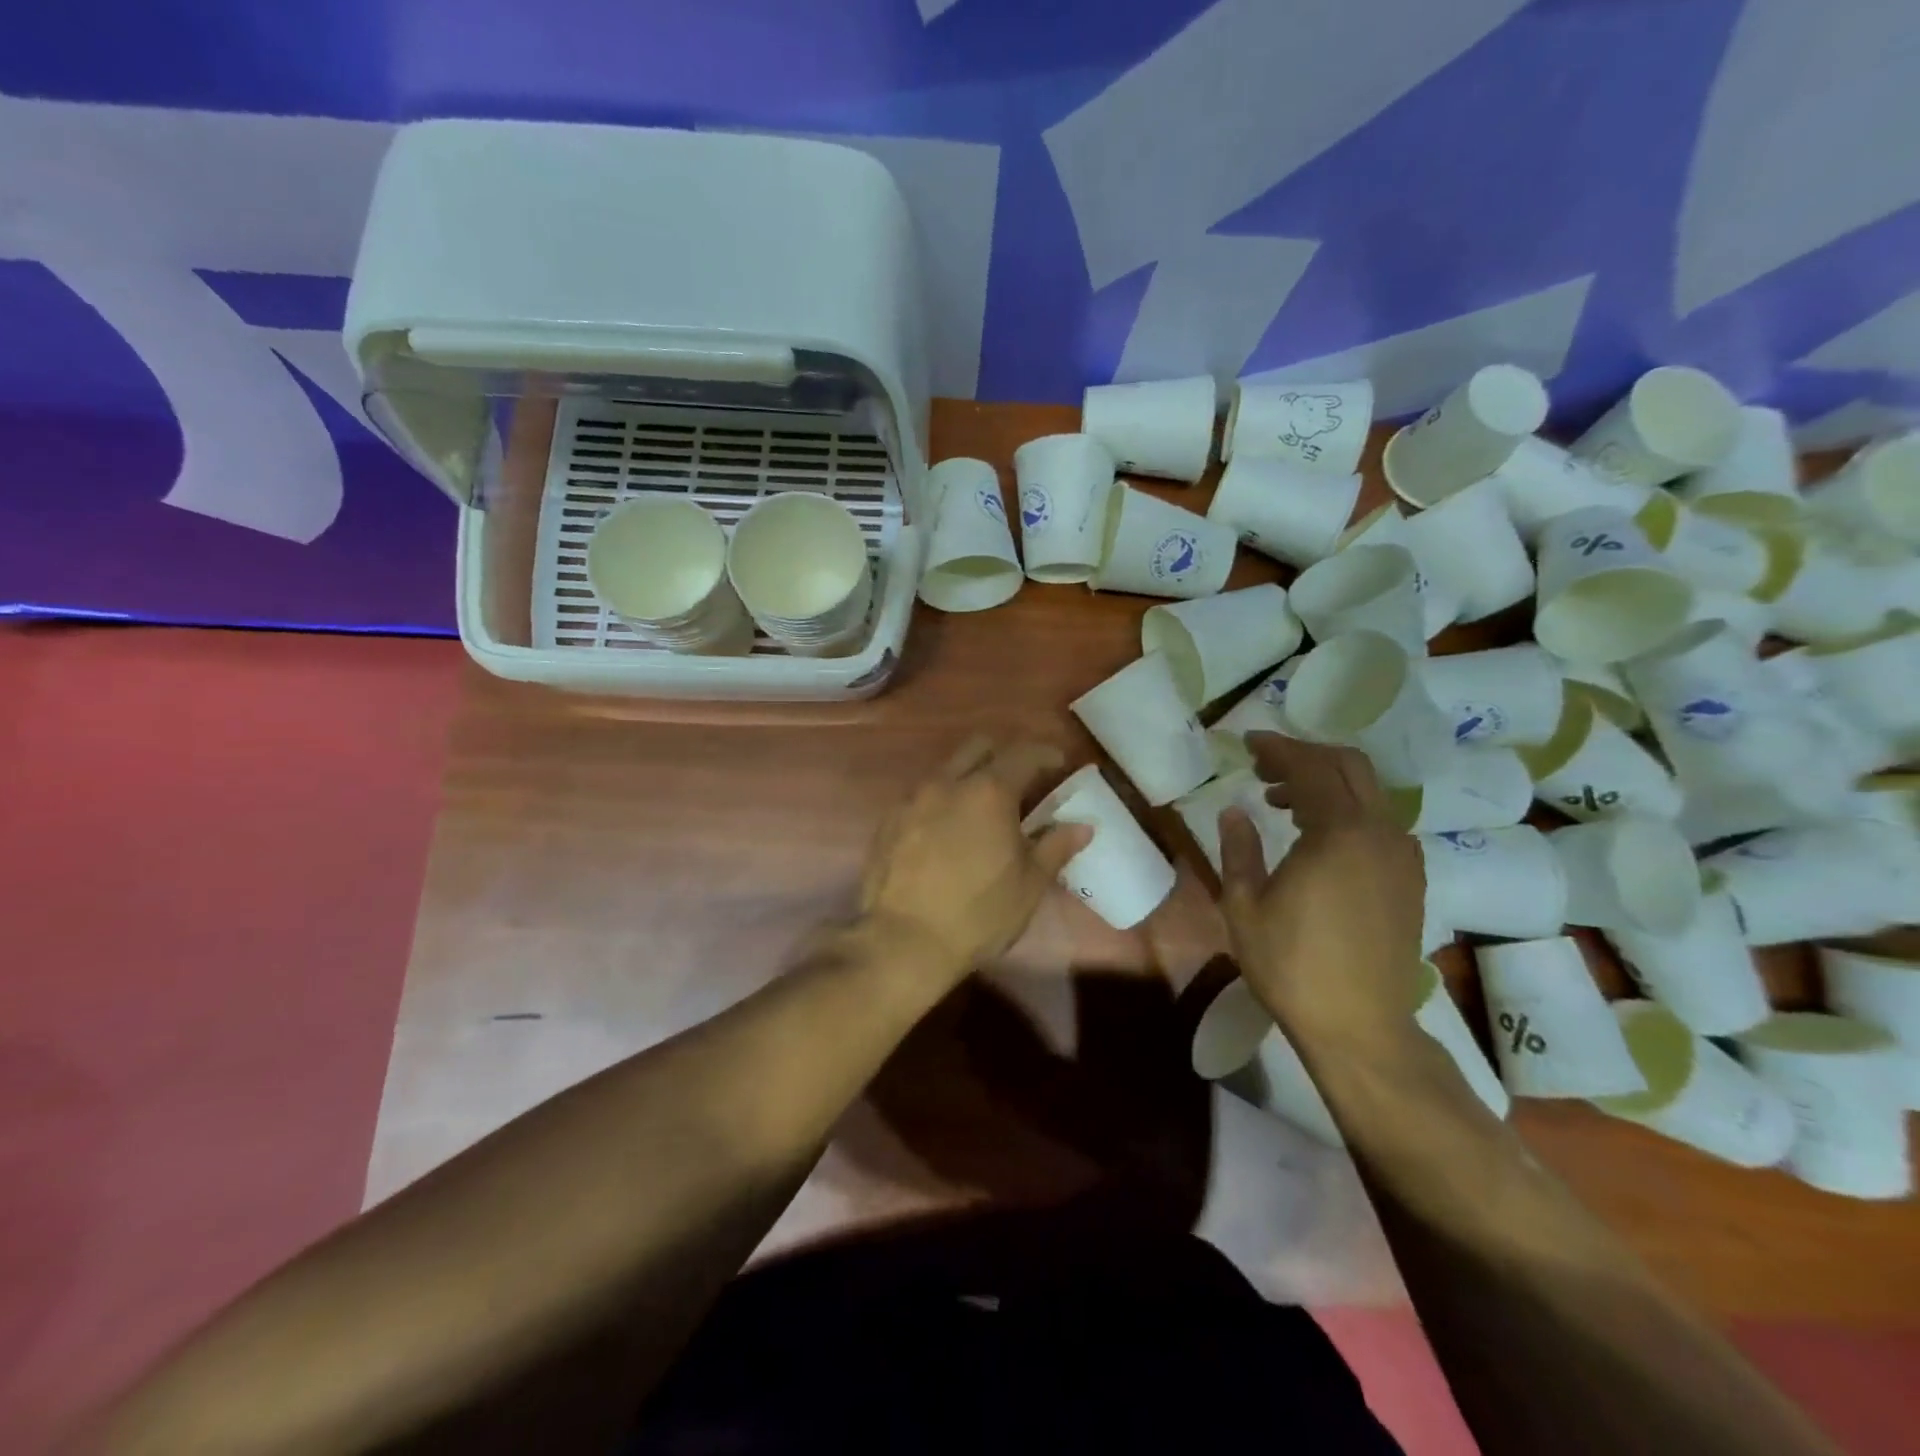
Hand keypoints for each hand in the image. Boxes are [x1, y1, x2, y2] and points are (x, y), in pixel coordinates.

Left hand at [860, 736, 1091, 975]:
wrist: (902, 941)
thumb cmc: (978, 914)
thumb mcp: (1029, 884)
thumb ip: (1056, 847)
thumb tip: (1083, 826)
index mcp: (989, 792)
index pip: (1024, 754)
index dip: (1046, 754)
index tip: (1059, 764)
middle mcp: (948, 783)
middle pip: (979, 746)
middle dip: (1004, 754)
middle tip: (1020, 781)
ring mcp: (913, 799)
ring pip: (947, 769)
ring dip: (969, 776)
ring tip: (982, 808)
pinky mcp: (889, 820)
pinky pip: (922, 794)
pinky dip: (942, 800)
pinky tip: (948, 830)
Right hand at [1218, 733, 1426, 1052]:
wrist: (1361, 1026)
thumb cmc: (1291, 965)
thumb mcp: (1244, 906)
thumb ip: (1239, 849)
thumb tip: (1235, 811)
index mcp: (1338, 833)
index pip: (1309, 768)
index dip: (1277, 749)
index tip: (1248, 743)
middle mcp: (1379, 833)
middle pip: (1350, 767)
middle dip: (1306, 756)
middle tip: (1265, 766)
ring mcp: (1402, 856)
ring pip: (1368, 793)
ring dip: (1327, 783)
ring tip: (1282, 803)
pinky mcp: (1411, 879)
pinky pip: (1380, 823)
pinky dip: (1348, 811)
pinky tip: (1318, 836)